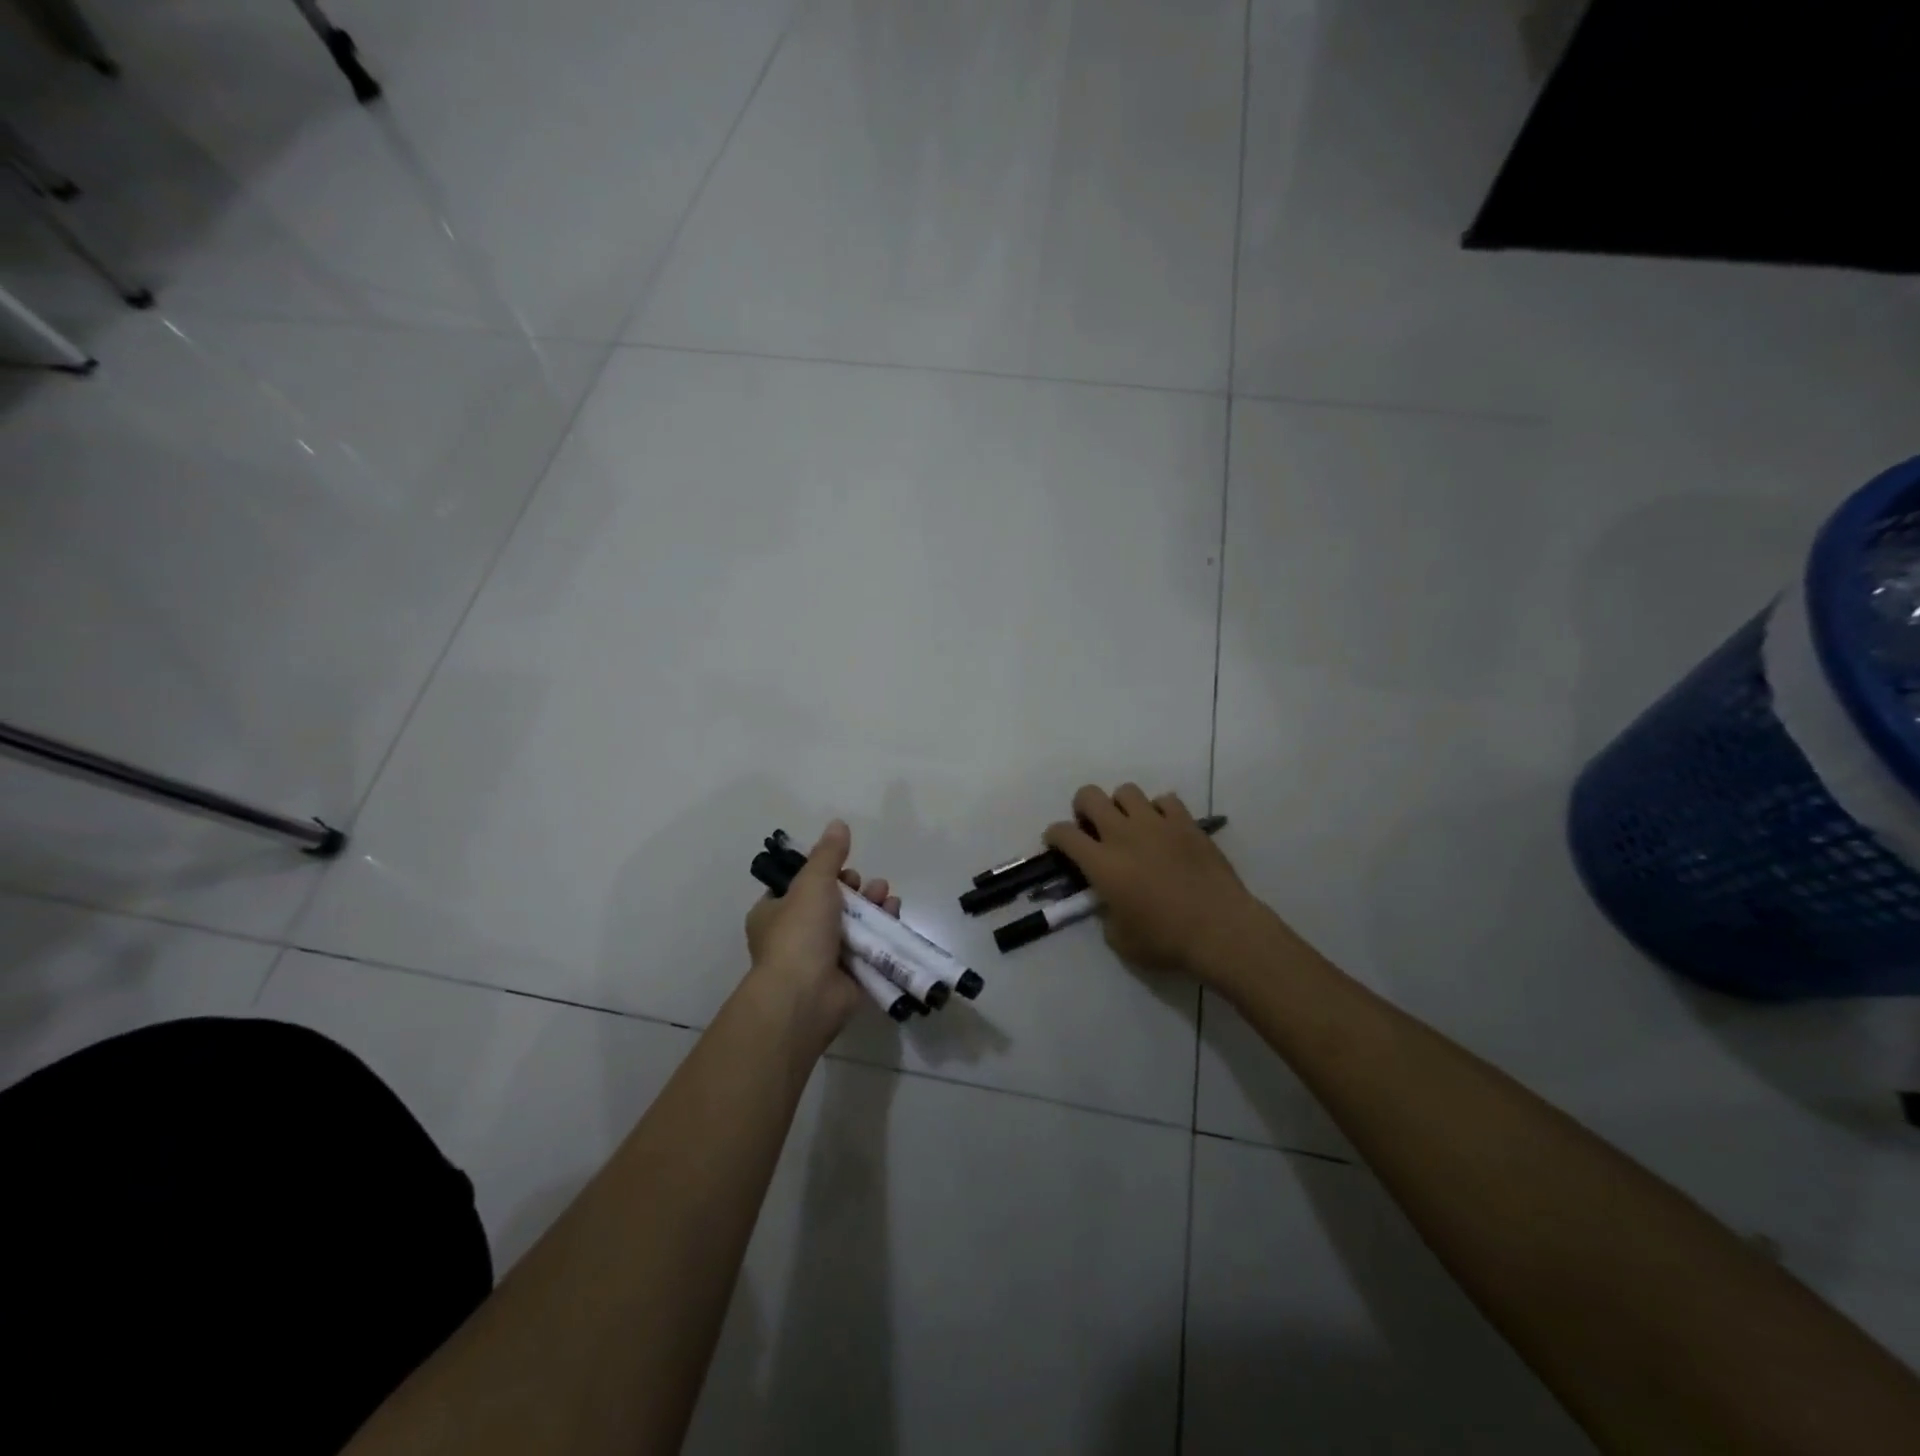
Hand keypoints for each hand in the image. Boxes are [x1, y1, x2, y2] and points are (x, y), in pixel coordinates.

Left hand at [744, 820, 900, 1048]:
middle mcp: (796, 935)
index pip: (799, 887)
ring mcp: (822, 958)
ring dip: (872, 906)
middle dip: (855, 889)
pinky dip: (882, 930)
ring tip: (885, 895)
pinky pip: (868, 946)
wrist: (805, 996)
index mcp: (774, 913)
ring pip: (853, 924)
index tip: (842, 868)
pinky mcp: (847, 975)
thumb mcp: (812, 883)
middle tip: (868, 884)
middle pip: (832, 903)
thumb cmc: (799, 933)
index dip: (824, 874)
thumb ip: (828, 854)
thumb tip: (838, 823)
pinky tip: (894, 914)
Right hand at [1045, 785, 1260, 983]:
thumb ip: (1106, 914)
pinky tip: (1164, 830)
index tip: (1057, 844)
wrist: (1220, 930)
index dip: (1054, 835)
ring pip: (1126, 791)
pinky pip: (1166, 800)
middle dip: (1083, 807)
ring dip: (1121, 805)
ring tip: (1130, 825)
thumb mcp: (1120, 940)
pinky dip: (1160, 810)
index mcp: (1101, 863)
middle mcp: (1123, 834)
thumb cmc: (1166, 940)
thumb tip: (1109, 902)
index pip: (1064, 833)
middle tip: (1092, 828)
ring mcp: (1157, 824)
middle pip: (1089, 796)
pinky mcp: (1187, 823)